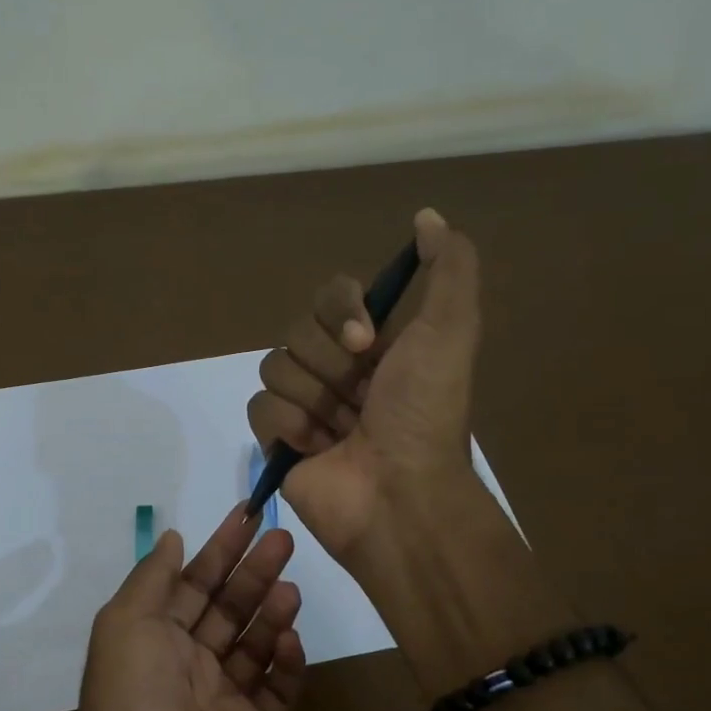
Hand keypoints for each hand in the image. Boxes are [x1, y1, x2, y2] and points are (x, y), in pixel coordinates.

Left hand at [74, 506, 306, 710]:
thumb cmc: (134, 700)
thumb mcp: (126, 624)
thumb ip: (153, 579)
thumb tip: (172, 538)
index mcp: (151, 639)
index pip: (191, 583)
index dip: (219, 549)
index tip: (248, 516)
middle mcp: (184, 665)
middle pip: (227, 608)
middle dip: (252, 573)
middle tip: (284, 540)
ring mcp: (219, 700)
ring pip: (253, 645)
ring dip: (271, 615)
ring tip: (290, 590)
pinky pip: (275, 691)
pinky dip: (285, 666)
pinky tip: (289, 643)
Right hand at [248, 208, 482, 559]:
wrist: (399, 494)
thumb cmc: (425, 414)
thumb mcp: (451, 331)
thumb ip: (448, 267)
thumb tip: (426, 216)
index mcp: (375, 343)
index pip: (330, 295)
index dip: (340, 311)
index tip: (367, 342)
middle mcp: (338, 369)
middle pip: (297, 330)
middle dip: (332, 366)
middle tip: (362, 398)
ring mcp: (305, 405)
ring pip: (274, 367)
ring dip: (314, 400)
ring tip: (343, 432)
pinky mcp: (277, 441)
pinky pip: (259, 408)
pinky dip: (290, 428)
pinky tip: (317, 449)